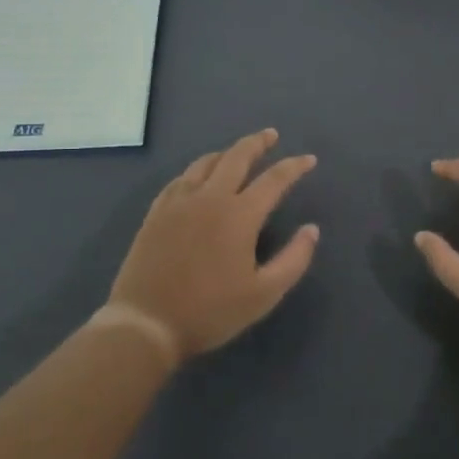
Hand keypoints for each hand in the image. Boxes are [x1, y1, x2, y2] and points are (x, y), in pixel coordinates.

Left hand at [102, 129, 319, 366]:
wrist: (146, 323)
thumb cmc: (210, 312)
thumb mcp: (264, 294)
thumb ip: (294, 259)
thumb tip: (312, 230)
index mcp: (239, 215)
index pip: (274, 179)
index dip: (294, 167)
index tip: (309, 160)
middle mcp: (210, 198)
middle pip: (237, 157)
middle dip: (257, 143)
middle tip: (270, 135)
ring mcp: (179, 202)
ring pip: (205, 163)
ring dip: (226, 153)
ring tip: (237, 152)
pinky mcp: (157, 212)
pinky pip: (180, 179)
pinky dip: (197, 170)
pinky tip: (198, 176)